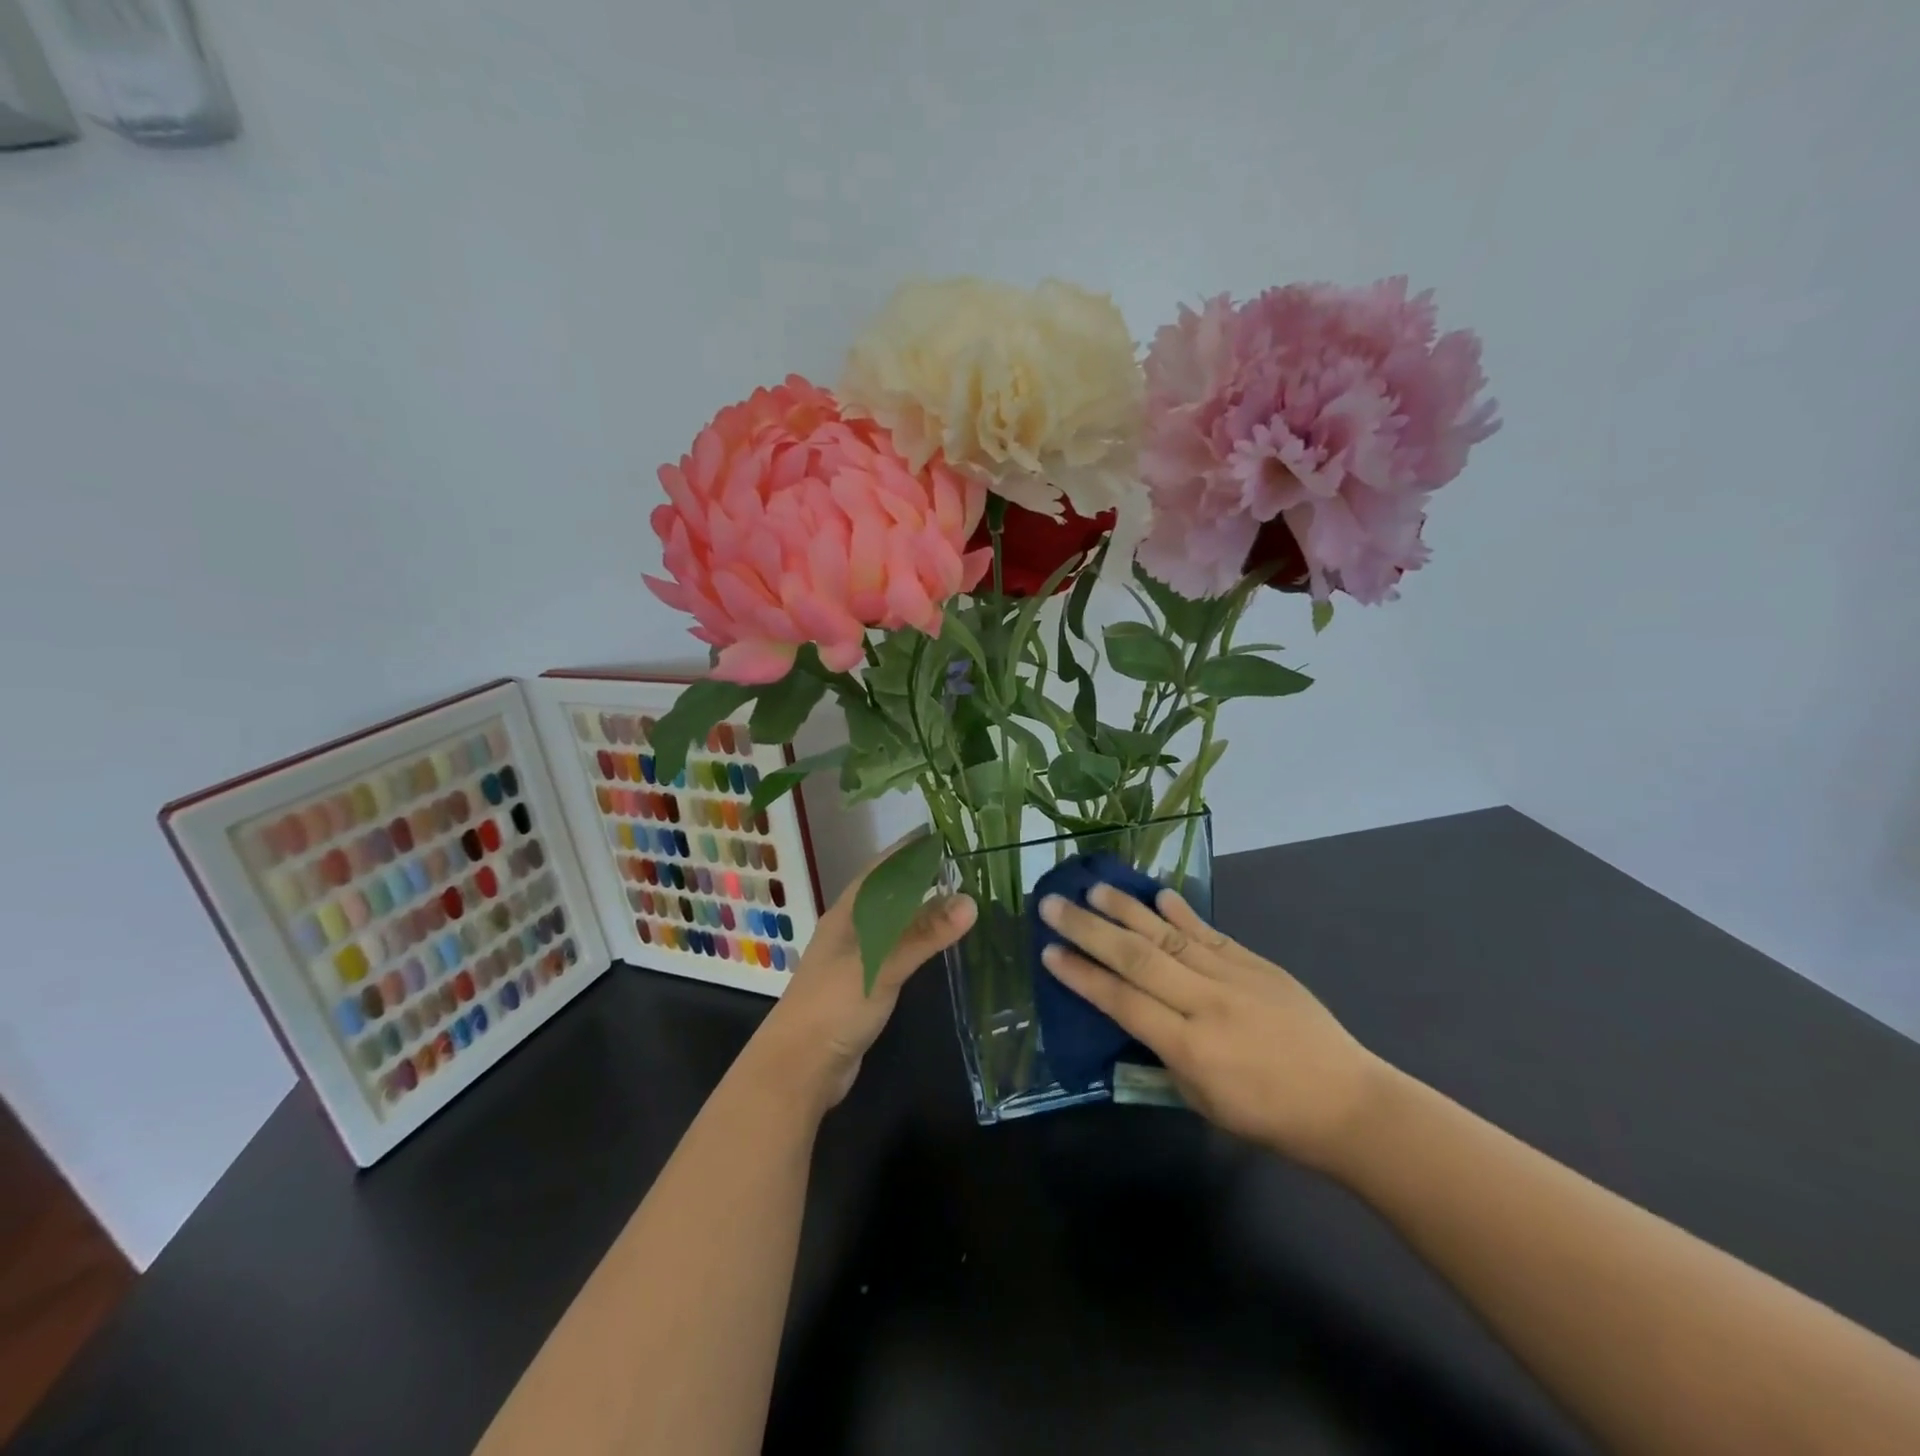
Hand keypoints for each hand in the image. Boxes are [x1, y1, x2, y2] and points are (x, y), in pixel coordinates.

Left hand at [752, 847, 976, 1112]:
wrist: (798, 1068)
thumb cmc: (833, 1006)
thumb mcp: (881, 965)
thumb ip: (924, 934)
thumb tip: (971, 900)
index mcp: (847, 913)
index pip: (881, 868)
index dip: (908, 849)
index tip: (942, 832)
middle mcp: (850, 928)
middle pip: (887, 892)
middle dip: (918, 875)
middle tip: (961, 862)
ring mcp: (854, 958)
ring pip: (891, 921)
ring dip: (918, 907)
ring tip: (956, 894)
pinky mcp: (862, 985)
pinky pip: (894, 949)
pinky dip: (915, 939)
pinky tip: (935, 942)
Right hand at [1039, 884, 1384, 1171]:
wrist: (1347, 1102)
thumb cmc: (1268, 1117)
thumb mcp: (1202, 1102)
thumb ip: (1162, 1057)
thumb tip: (1131, 1017)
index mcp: (1190, 1049)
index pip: (1123, 1002)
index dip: (1082, 976)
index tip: (1049, 952)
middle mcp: (1206, 1003)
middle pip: (1136, 958)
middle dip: (1088, 930)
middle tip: (1052, 905)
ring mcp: (1233, 977)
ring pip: (1168, 935)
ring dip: (1126, 909)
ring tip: (1094, 888)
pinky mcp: (1256, 963)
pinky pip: (1208, 932)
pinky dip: (1180, 911)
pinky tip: (1157, 893)